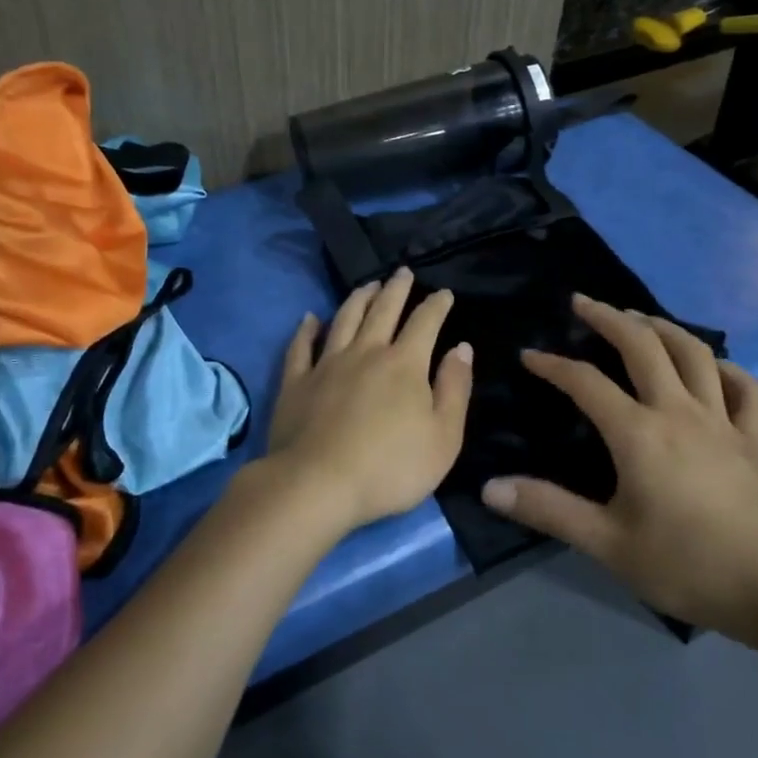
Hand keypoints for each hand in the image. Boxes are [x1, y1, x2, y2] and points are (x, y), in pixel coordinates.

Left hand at [264, 268, 472, 531]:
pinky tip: (310, 318)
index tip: (444, 293)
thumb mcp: (443, 437)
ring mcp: (327, 364)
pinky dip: (307, 329)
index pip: (425, 322)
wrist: (317, 485)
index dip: (437, 305)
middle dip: (397, 289)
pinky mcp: (296, 382)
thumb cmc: (390, 467)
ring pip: (345, 319)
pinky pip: (301, 347)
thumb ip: (455, 389)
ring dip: (358, 298)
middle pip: (383, 311)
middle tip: (403, 272)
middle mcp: (366, 352)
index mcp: (405, 364)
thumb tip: (461, 348)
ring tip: (368, 285)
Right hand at [480, 294, 757, 647]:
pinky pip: (744, 388)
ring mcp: (722, 421)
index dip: (553, 364)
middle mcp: (679, 411)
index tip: (529, 354)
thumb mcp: (609, 545)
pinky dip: (726, 368)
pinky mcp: (753, 439)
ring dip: (663, 327)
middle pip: (643, 346)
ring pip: (694, 354)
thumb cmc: (690, 565)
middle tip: (583, 301)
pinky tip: (713, 367)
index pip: (586, 383)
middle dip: (609, 318)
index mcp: (639, 433)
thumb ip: (550, 510)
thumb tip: (490, 487)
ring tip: (639, 316)